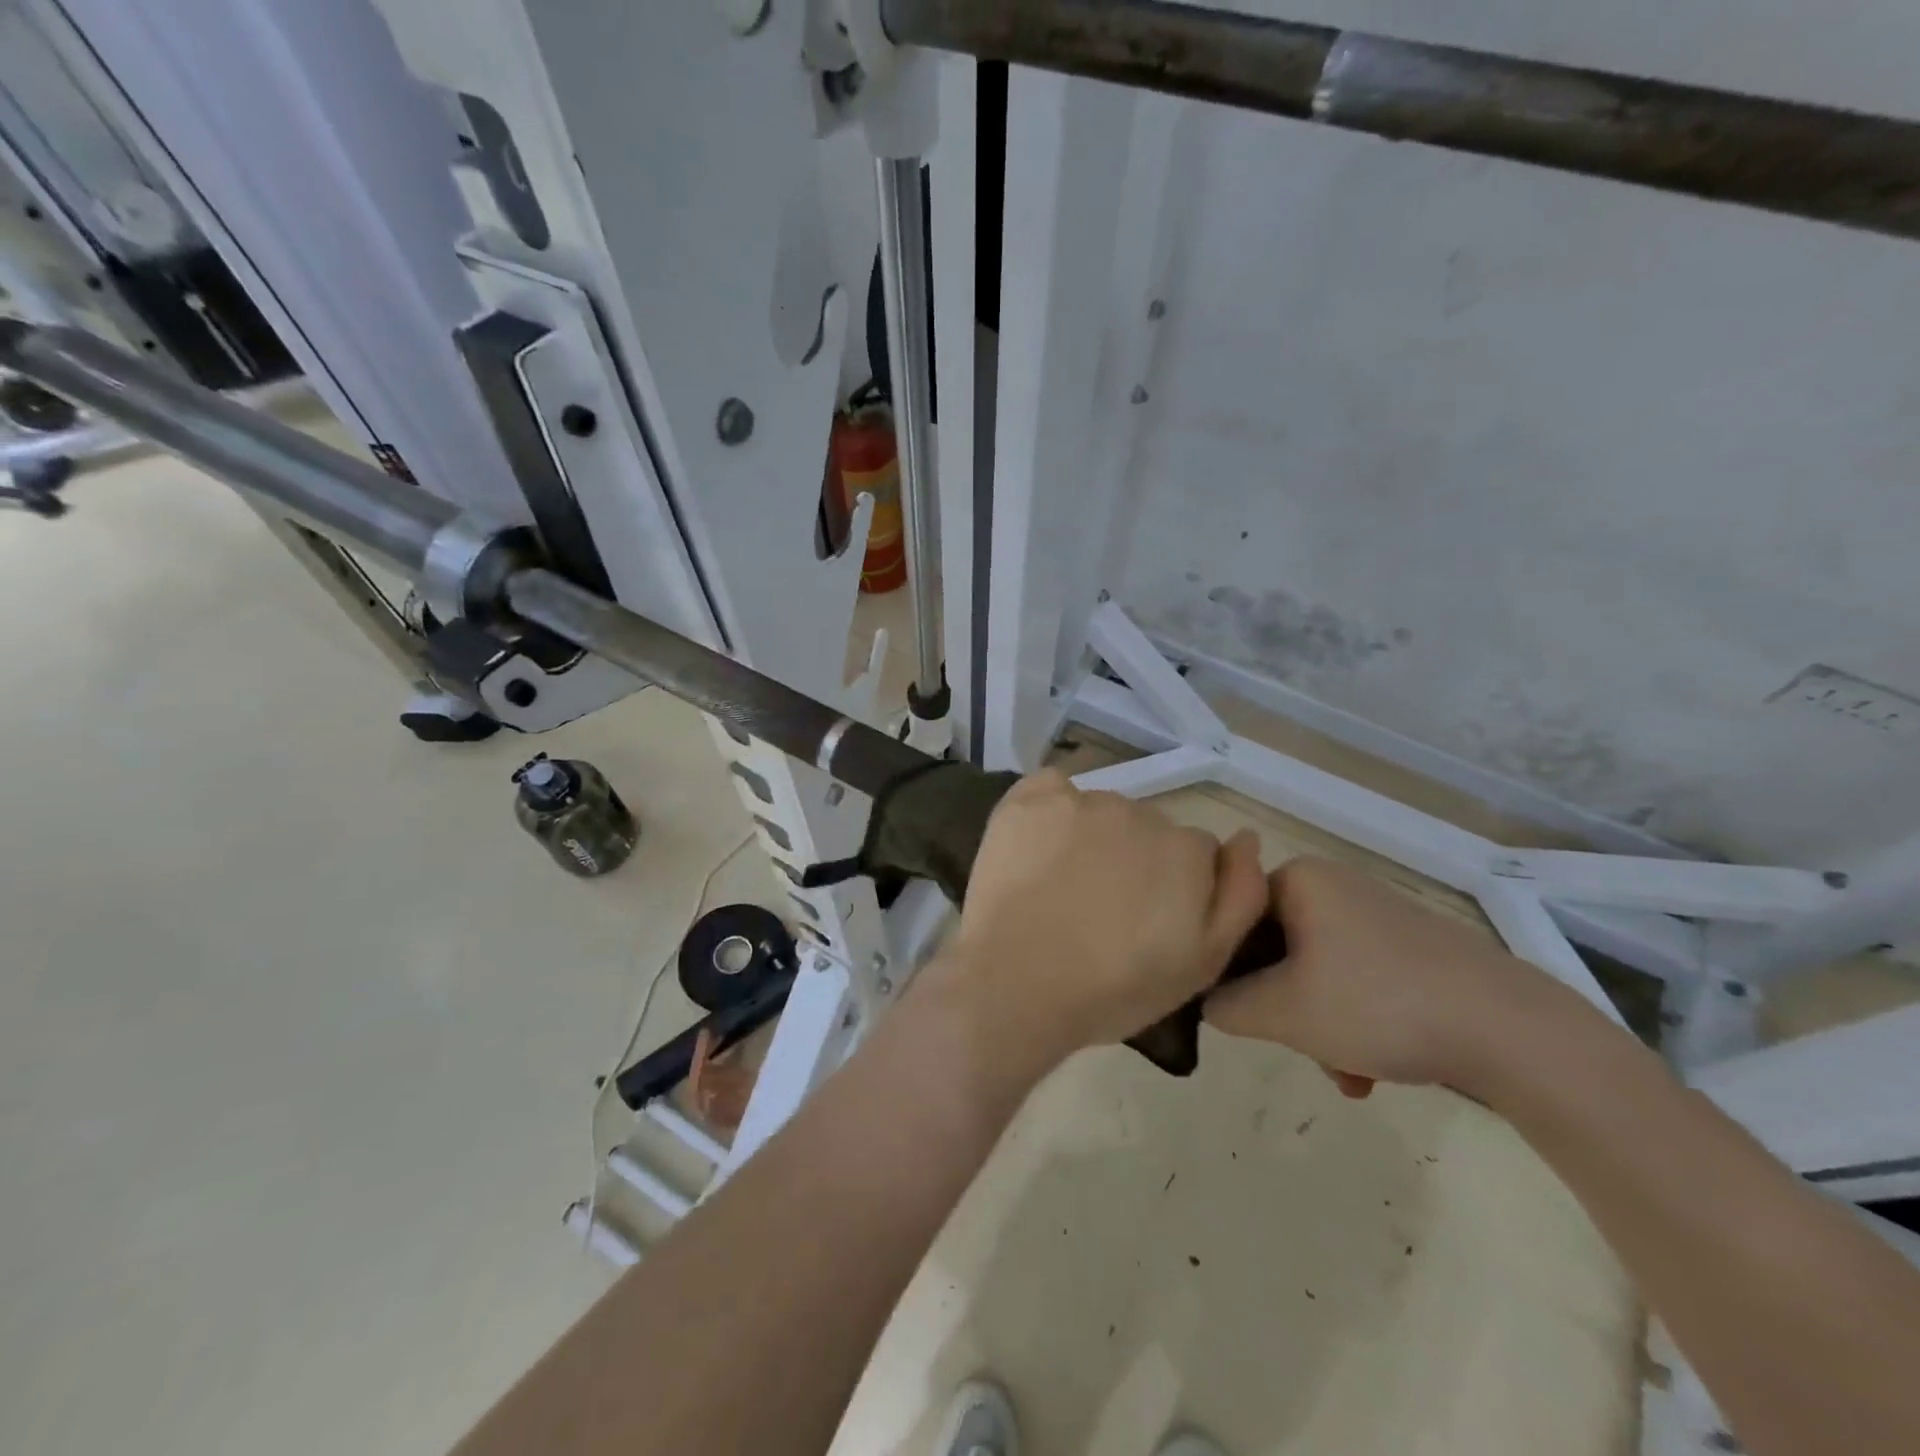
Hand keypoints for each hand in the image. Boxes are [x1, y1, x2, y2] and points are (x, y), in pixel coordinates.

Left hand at [924, 769, 1266, 1071]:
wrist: (1015, 985)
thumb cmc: (1113, 988)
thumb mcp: (1202, 964)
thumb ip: (1240, 896)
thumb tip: (1247, 838)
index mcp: (1186, 849)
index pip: (1194, 853)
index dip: (1173, 888)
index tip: (1145, 921)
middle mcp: (1139, 812)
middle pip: (1147, 828)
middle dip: (1133, 860)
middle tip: (1101, 910)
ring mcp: (1080, 800)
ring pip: (1100, 811)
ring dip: (1091, 838)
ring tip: (1061, 887)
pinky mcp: (1028, 799)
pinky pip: (1052, 789)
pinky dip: (1050, 810)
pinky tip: (1037, 847)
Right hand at [1204, 856, 1566, 1094]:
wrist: (1514, 1030)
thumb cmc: (1379, 1005)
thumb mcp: (1281, 1011)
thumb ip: (1223, 1003)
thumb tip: (1208, 999)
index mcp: (1299, 879)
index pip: (1231, 916)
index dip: (1225, 967)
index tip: (1240, 1014)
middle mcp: (1334, 884)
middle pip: (1273, 949)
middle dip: (1280, 1007)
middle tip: (1298, 1047)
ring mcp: (1375, 915)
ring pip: (1314, 971)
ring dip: (1318, 1025)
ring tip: (1345, 1073)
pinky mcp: (1410, 946)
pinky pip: (1355, 978)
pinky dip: (1352, 1021)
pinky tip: (1371, 1070)